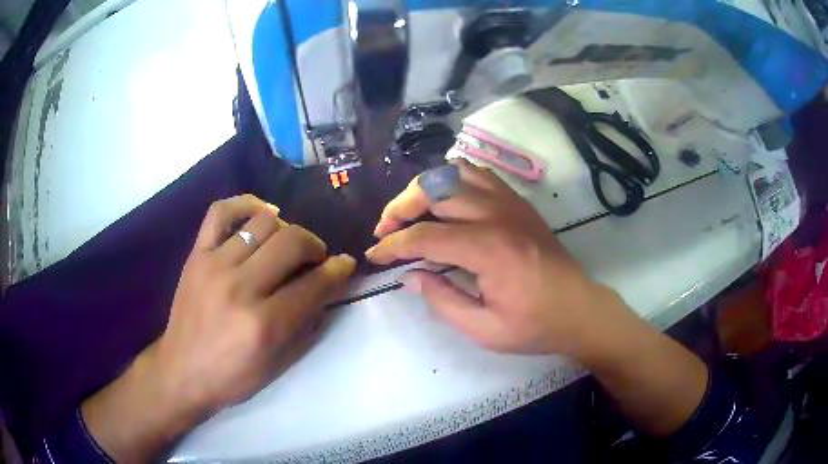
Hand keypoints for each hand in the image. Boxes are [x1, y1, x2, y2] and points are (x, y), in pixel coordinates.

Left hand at [82, 195, 354, 461]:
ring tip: (287, 244)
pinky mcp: (196, 254)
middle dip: (315, 246)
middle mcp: (240, 287)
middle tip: (316, 258)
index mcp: (264, 324)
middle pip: (291, 242)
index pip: (314, 284)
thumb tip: (327, 287)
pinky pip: (221, 212)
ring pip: (263, 223)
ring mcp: (214, 265)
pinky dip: (245, 204)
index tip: (345, 264)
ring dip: (287, 229)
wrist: (182, 370)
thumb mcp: (278, 364)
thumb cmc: (233, 376)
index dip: (338, 270)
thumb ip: (307, 324)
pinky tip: (260, 214)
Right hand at [368, 159, 618, 356]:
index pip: (425, 236)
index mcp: (490, 250)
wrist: (579, 309)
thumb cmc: (534, 325)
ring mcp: (510, 202)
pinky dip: (451, 179)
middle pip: (435, 189)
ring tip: (412, 212)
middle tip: (386, 230)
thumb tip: (410, 275)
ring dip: (425, 187)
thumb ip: (442, 300)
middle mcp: (498, 215)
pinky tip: (444, 201)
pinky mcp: (517, 201)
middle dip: (400, 207)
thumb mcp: (484, 329)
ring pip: (455, 171)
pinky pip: (477, 173)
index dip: (393, 245)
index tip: (375, 256)